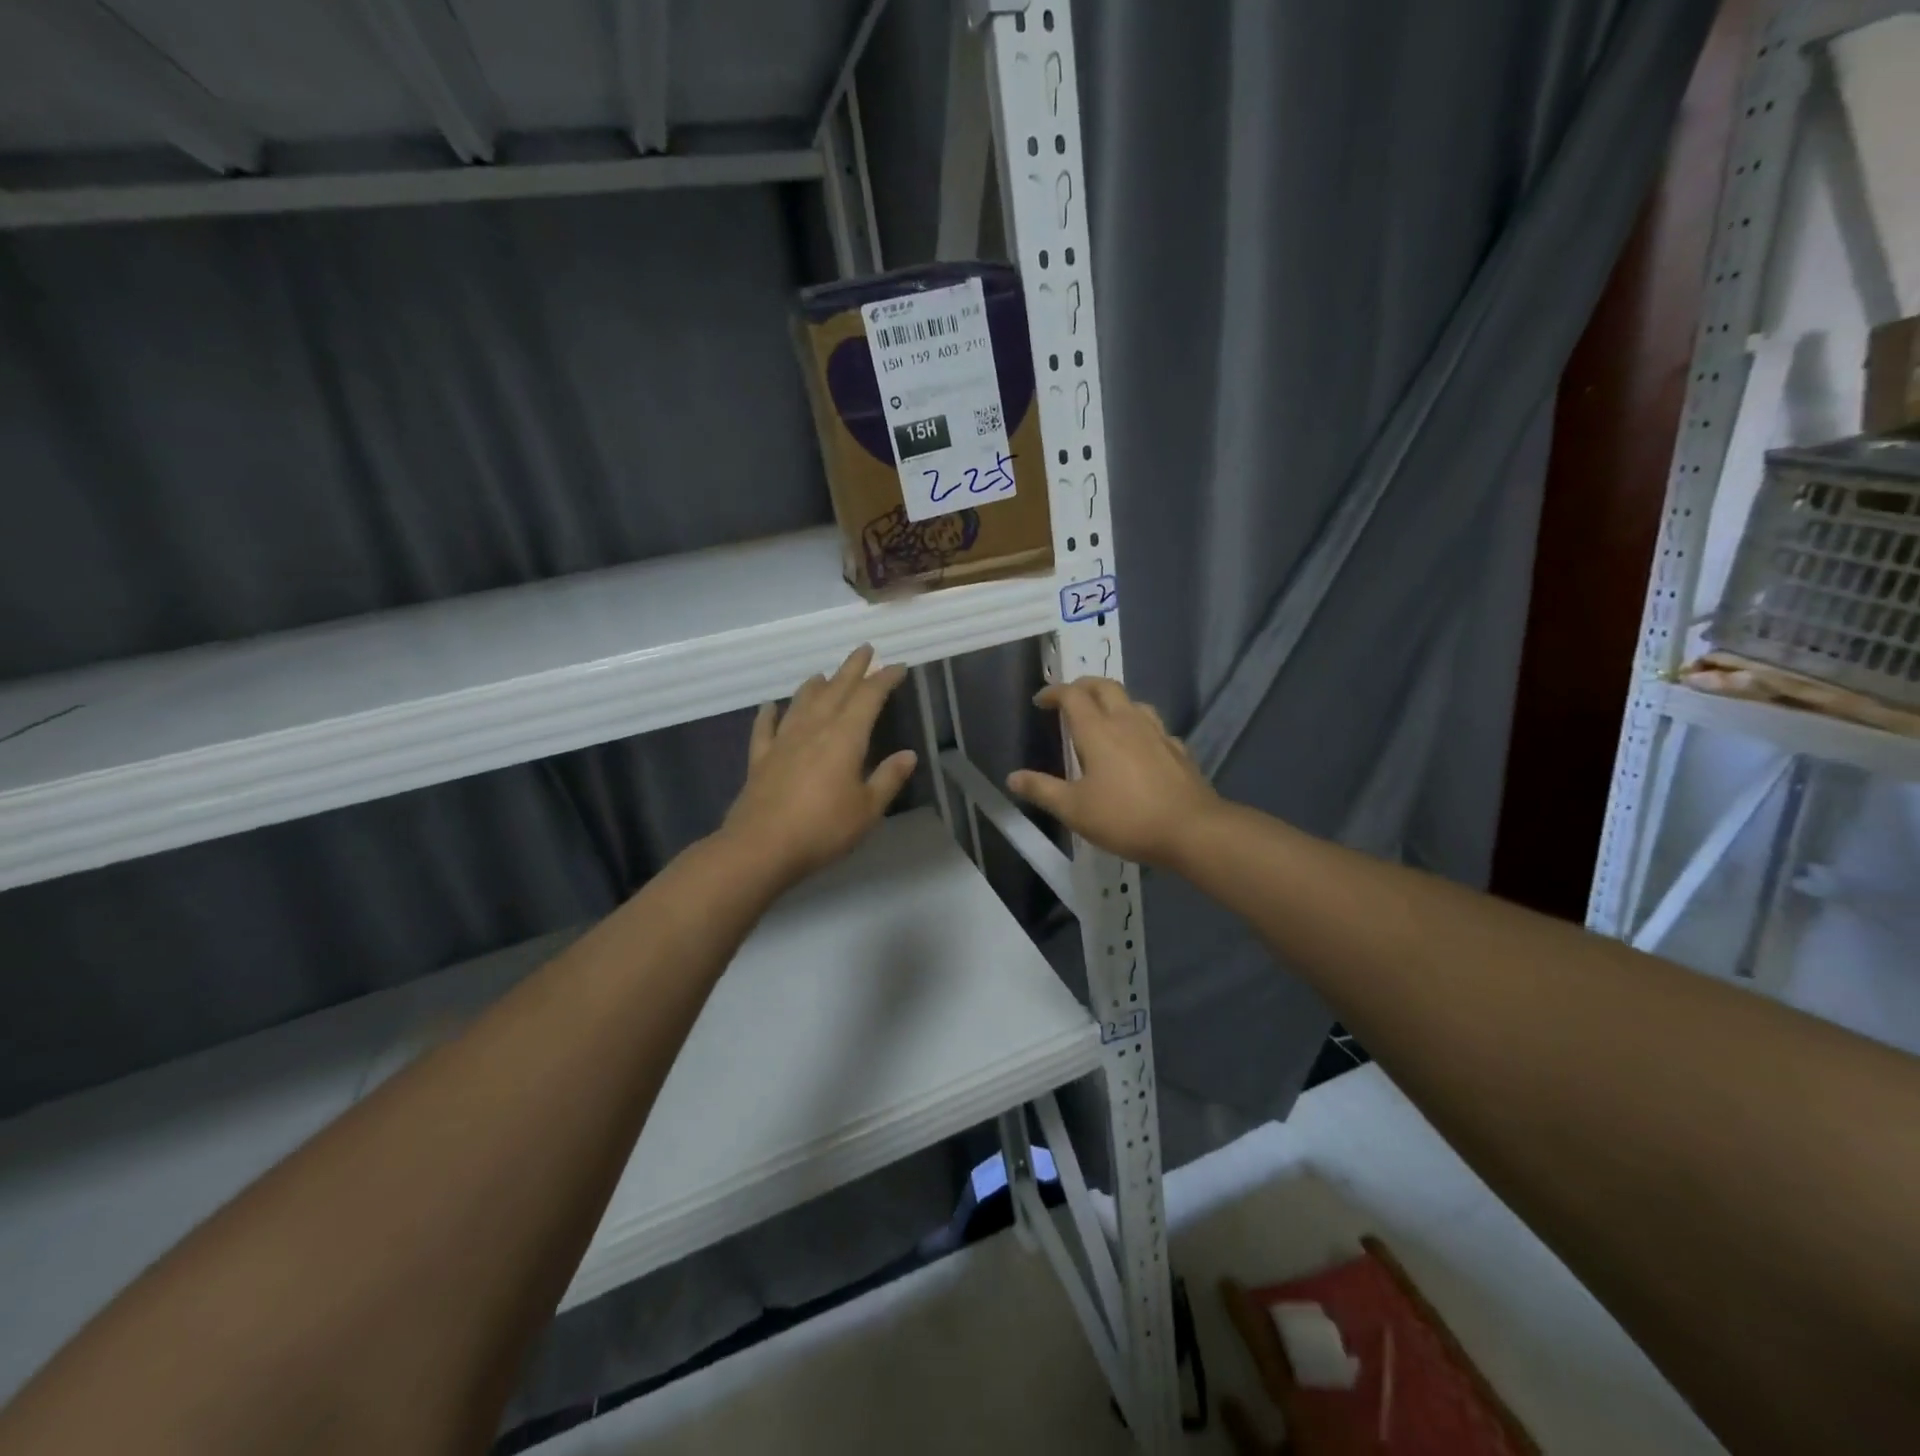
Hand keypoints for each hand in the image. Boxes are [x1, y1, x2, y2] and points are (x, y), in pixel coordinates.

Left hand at [720, 645, 917, 885]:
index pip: (869, 697)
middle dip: (852, 668)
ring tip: (824, 674)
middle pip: (836, 689)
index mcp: (845, 737)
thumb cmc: (823, 829)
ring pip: (801, 702)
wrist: (761, 847)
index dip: (884, 679)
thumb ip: (888, 778)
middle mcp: (814, 729)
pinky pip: (765, 728)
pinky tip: (770, 705)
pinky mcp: (761, 759)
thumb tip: (908, 754)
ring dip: (815, 685)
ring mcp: (783, 742)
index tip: (897, 667)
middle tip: (864, 649)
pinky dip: (768, 714)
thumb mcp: (867, 809)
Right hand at [1007, 677, 1221, 867]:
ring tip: (1103, 717)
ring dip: (1113, 701)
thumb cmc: (1125, 817)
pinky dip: (1138, 726)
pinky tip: (1138, 745)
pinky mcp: (1178, 749)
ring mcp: (1157, 733)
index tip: (1040, 700)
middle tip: (1069, 698)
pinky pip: (1153, 726)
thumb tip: (1012, 777)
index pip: (1073, 695)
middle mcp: (1127, 721)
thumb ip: (1042, 790)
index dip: (1054, 692)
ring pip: (1133, 702)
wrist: (1191, 829)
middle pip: (1105, 686)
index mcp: (1098, 730)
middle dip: (1083, 686)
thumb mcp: (1074, 810)